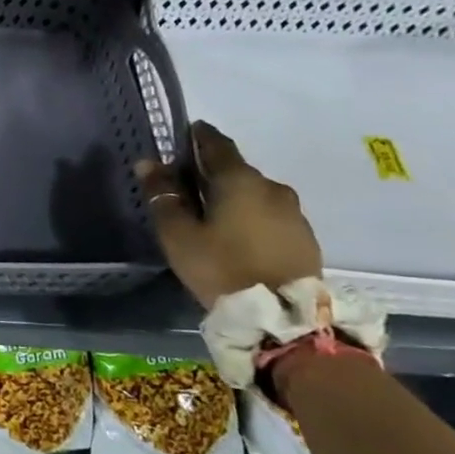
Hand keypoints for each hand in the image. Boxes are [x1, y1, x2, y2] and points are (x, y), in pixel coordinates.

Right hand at [135, 123, 322, 310]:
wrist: (283, 319)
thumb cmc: (221, 267)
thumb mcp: (178, 233)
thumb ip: (163, 195)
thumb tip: (148, 163)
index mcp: (239, 180)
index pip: (216, 144)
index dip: (198, 136)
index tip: (183, 134)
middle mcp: (272, 187)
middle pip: (236, 169)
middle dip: (212, 172)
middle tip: (187, 186)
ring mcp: (294, 213)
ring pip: (255, 193)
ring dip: (233, 196)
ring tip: (211, 215)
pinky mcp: (305, 238)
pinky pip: (270, 215)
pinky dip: (251, 216)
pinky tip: (237, 235)